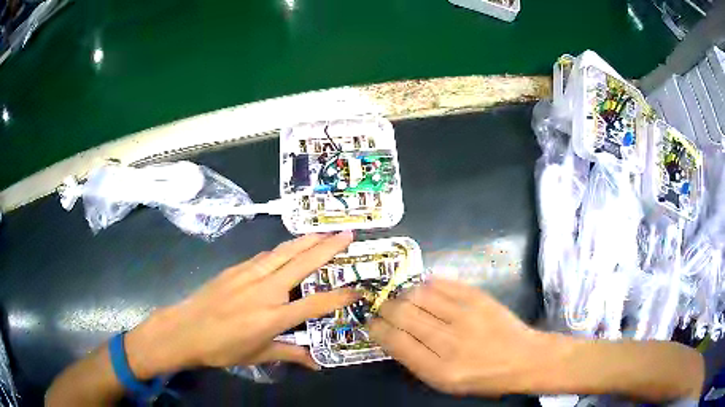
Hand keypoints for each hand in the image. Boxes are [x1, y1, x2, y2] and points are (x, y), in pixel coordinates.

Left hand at [125, 232, 358, 376]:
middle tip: (347, 234)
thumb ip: (290, 354)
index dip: (339, 297)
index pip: (315, 304)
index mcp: (273, 317)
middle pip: (302, 264)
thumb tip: (316, 364)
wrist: (186, 329)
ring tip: (324, 232)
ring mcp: (249, 275)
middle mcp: (265, 291)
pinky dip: (282, 249)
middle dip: (327, 248)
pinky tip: (289, 247)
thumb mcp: (259, 355)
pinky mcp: (236, 268)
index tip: (357, 288)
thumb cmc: (223, 348)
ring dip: (306, 241)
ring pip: (284, 252)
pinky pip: (264, 256)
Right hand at [368, 278, 547, 395]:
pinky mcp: (478, 296)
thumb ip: (415, 360)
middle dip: (384, 307)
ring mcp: (466, 314)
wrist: (523, 358)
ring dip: (402, 294)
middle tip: (381, 306)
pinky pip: (441, 283)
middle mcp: (450, 340)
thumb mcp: (444, 382)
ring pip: (419, 294)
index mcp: (439, 369)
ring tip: (401, 298)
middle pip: (403, 313)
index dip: (376, 328)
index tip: (371, 322)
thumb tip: (391, 334)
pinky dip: (425, 284)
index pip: (395, 340)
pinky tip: (422, 289)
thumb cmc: (482, 377)